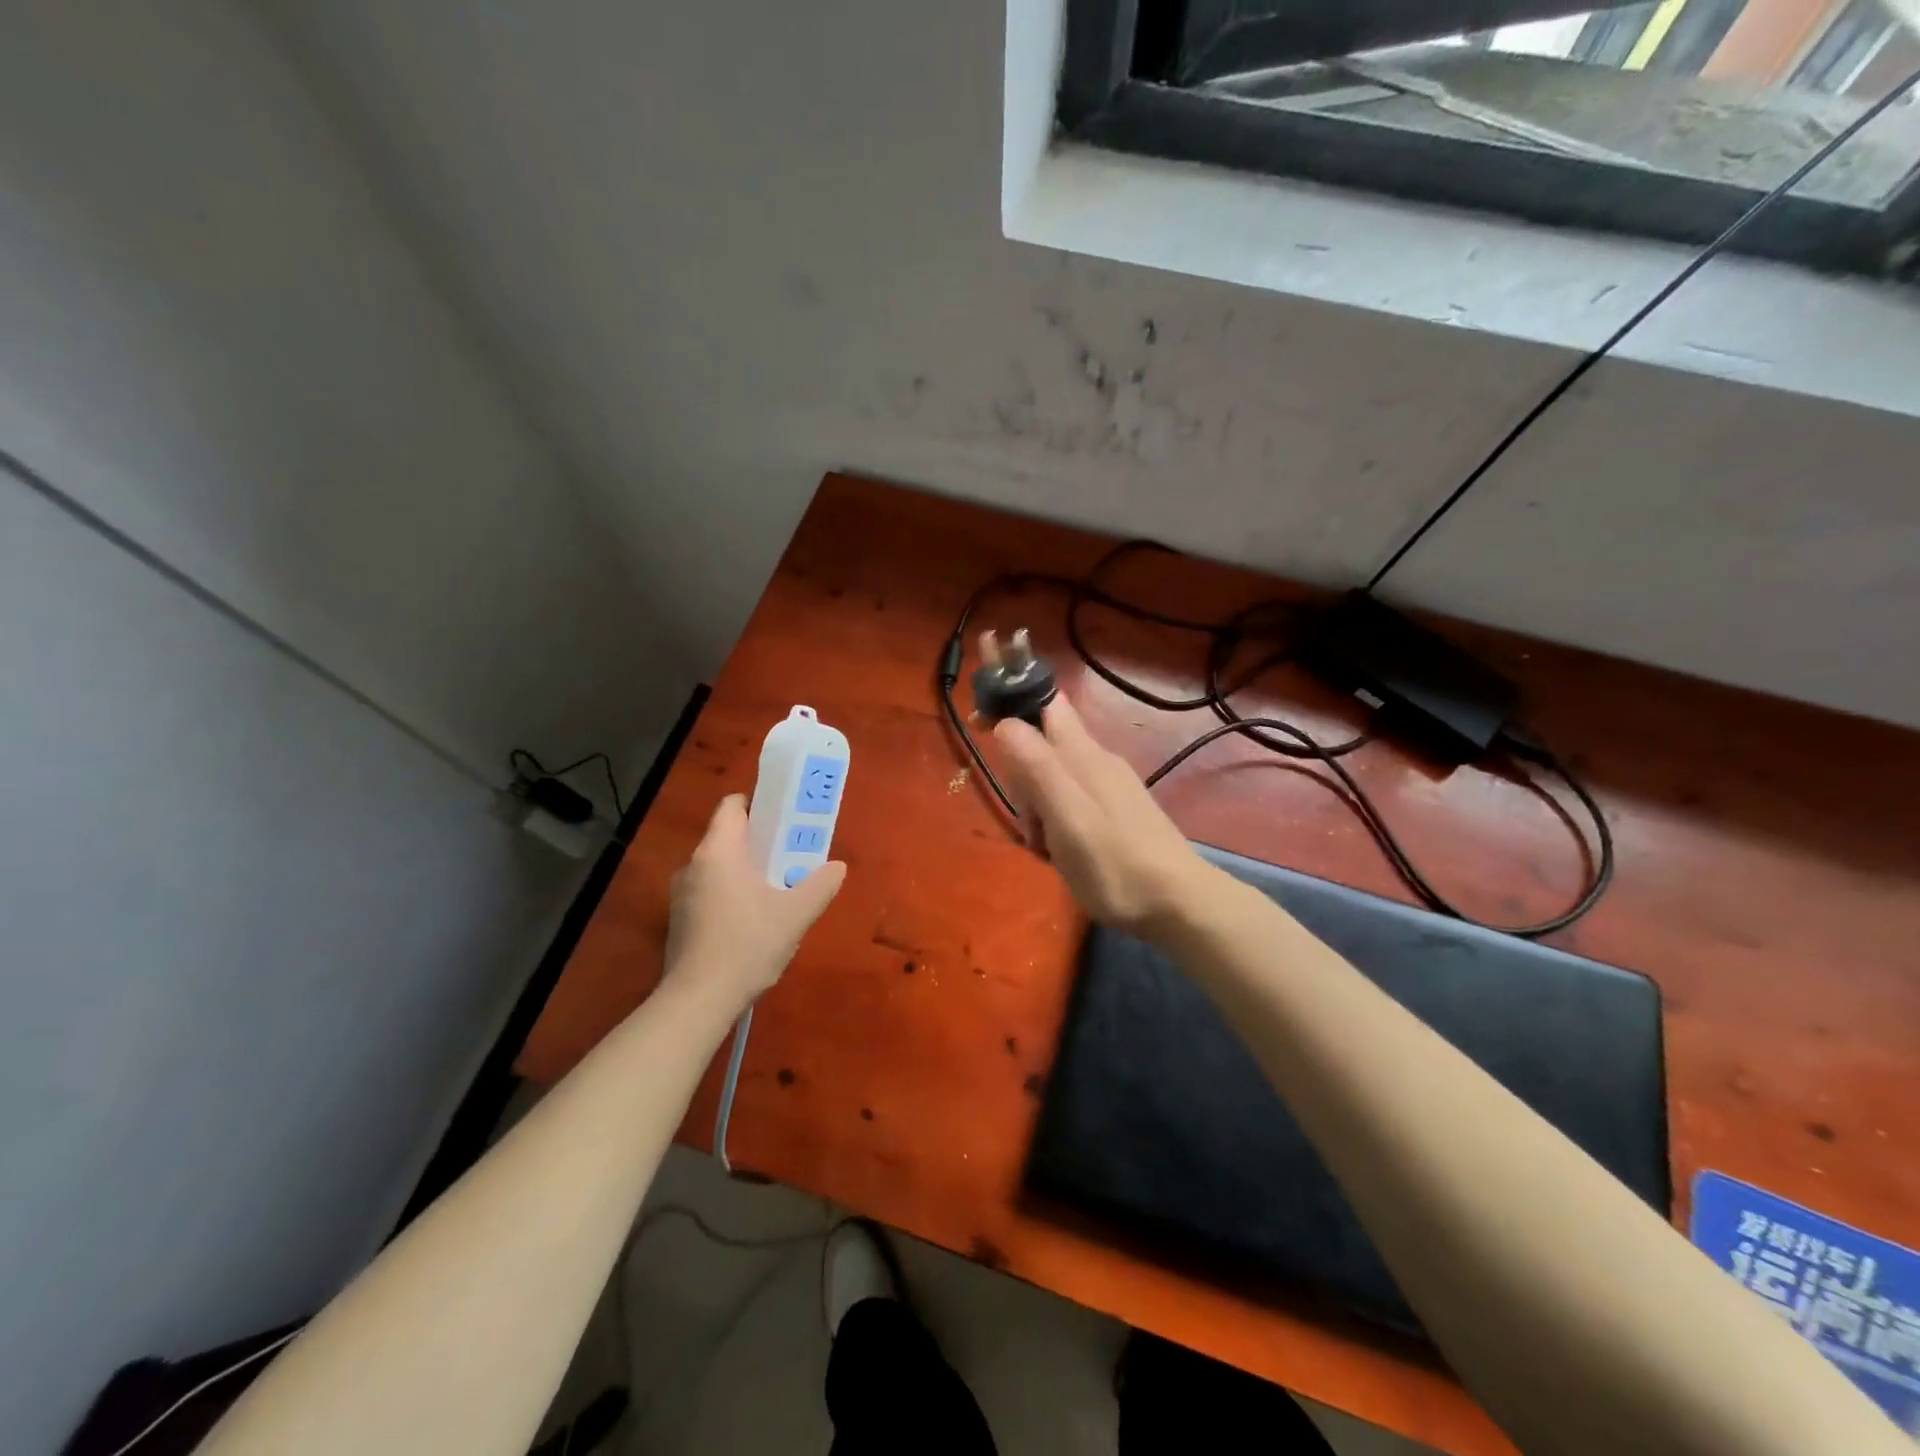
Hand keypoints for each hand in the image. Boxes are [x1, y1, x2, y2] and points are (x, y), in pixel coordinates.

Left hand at [662, 795, 845, 1015]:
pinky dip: (731, 895)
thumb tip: (837, 868)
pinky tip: (753, 922)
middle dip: (760, 842)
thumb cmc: (747, 945)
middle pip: (728, 837)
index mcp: (718, 851)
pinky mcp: (680, 921)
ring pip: (719, 867)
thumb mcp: (796, 915)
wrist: (698, 1001)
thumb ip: (820, 886)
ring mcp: (681, 894)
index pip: (733, 806)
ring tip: (777, 890)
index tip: (784, 819)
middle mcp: (694, 864)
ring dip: (746, 871)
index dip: (759, 804)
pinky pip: (710, 892)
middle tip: (791, 856)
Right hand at [992, 696, 1208, 937]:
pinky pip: (1072, 800)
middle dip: (1022, 777)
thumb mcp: (1067, 816)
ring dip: (1038, 806)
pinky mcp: (1118, 811)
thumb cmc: (1114, 863)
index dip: (1014, 707)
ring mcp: (1111, 786)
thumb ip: (1037, 767)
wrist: (1179, 905)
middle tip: (1030, 823)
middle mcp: (1097, 760)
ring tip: (1047, 848)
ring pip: (1055, 777)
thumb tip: (1005, 722)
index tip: (983, 729)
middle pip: (1044, 745)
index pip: (1046, 702)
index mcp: (1083, 754)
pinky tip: (1064, 853)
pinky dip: (1057, 821)